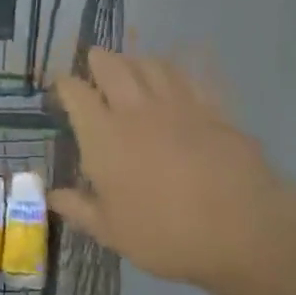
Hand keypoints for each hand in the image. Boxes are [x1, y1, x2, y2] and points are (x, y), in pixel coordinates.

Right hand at [50, 50, 295, 294]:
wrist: (243, 229)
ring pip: (151, 64)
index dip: (65, 86)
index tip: (62, 91)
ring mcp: (177, 105)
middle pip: (112, 65)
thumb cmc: (165, 234)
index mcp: (103, 135)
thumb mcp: (112, 231)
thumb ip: (78, 208)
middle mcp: (135, 109)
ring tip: (132, 68)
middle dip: (99, 60)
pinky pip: (189, 77)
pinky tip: (176, 78)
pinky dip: (177, 71)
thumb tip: (52, 195)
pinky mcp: (212, 109)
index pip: (75, 92)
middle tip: (95, 64)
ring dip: (136, 62)